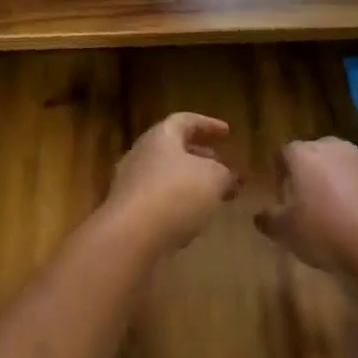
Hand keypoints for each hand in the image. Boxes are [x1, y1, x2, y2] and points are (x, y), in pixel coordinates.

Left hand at [102, 113, 238, 253]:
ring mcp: (130, 182)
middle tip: (221, 167)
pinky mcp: (126, 212)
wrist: (130, 237)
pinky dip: (175, 205)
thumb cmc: (176, 194)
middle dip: (200, 157)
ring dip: (188, 183)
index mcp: (162, 135)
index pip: (186, 121)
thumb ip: (225, 174)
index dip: (208, 125)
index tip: (227, 133)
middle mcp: (142, 152)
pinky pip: (156, 201)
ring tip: (210, 196)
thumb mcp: (214, 179)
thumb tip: (231, 177)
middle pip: (174, 148)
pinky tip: (190, 221)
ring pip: (165, 176)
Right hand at [255, 137, 357, 277]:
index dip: (282, 172)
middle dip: (314, 175)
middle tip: (312, 205)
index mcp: (305, 155)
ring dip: (344, 185)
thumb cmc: (327, 231)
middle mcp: (335, 148)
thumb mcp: (288, 233)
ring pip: (348, 168)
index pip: (286, 153)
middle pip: (318, 155)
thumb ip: (271, 220)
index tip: (283, 193)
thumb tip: (260, 216)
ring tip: (343, 217)